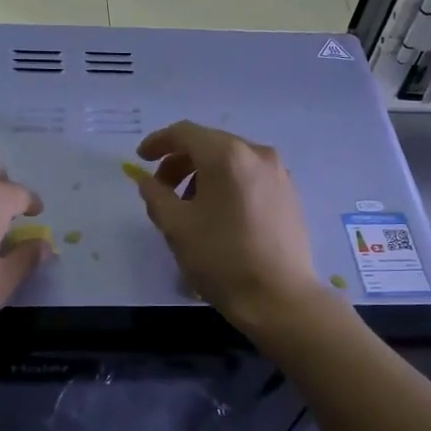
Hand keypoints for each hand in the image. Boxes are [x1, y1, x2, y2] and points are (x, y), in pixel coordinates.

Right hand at [132, 121, 323, 330]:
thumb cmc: (221, 259)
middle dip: (180, 161)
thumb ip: (155, 194)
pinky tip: (218, 215)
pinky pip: (249, 176)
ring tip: (188, 207)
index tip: (140, 159)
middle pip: (209, 144)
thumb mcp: (176, 226)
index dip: (158, 142)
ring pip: (231, 160)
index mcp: (227, 155)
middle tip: (161, 189)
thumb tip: (145, 179)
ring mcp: (278, 173)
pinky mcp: (289, 194)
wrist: (278, 297)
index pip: (185, 133)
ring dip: (203, 174)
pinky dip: (227, 184)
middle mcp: (257, 153)